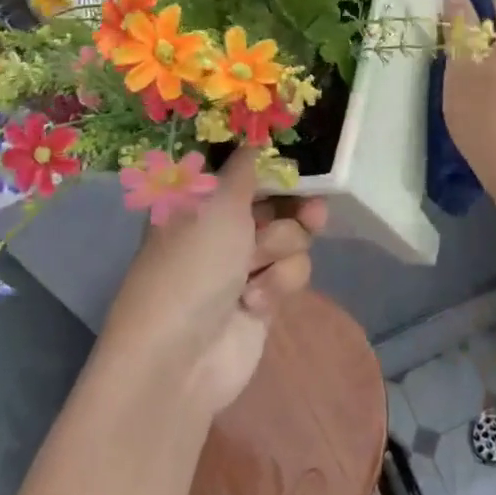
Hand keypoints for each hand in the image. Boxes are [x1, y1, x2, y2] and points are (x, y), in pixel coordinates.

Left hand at [99, 146, 324, 417]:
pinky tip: (254, 302)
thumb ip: (245, 167)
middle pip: (277, 201)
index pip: (244, 168)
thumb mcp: (217, 203)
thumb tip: (253, 136)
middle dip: (296, 207)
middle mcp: (222, 226)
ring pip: (290, 236)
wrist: (182, 358)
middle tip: (313, 212)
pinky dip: (277, 284)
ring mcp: (243, 263)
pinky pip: (291, 271)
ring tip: (258, 267)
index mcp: (201, 198)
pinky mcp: (263, 297)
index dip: (273, 164)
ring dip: (280, 250)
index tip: (299, 159)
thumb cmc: (192, 266)